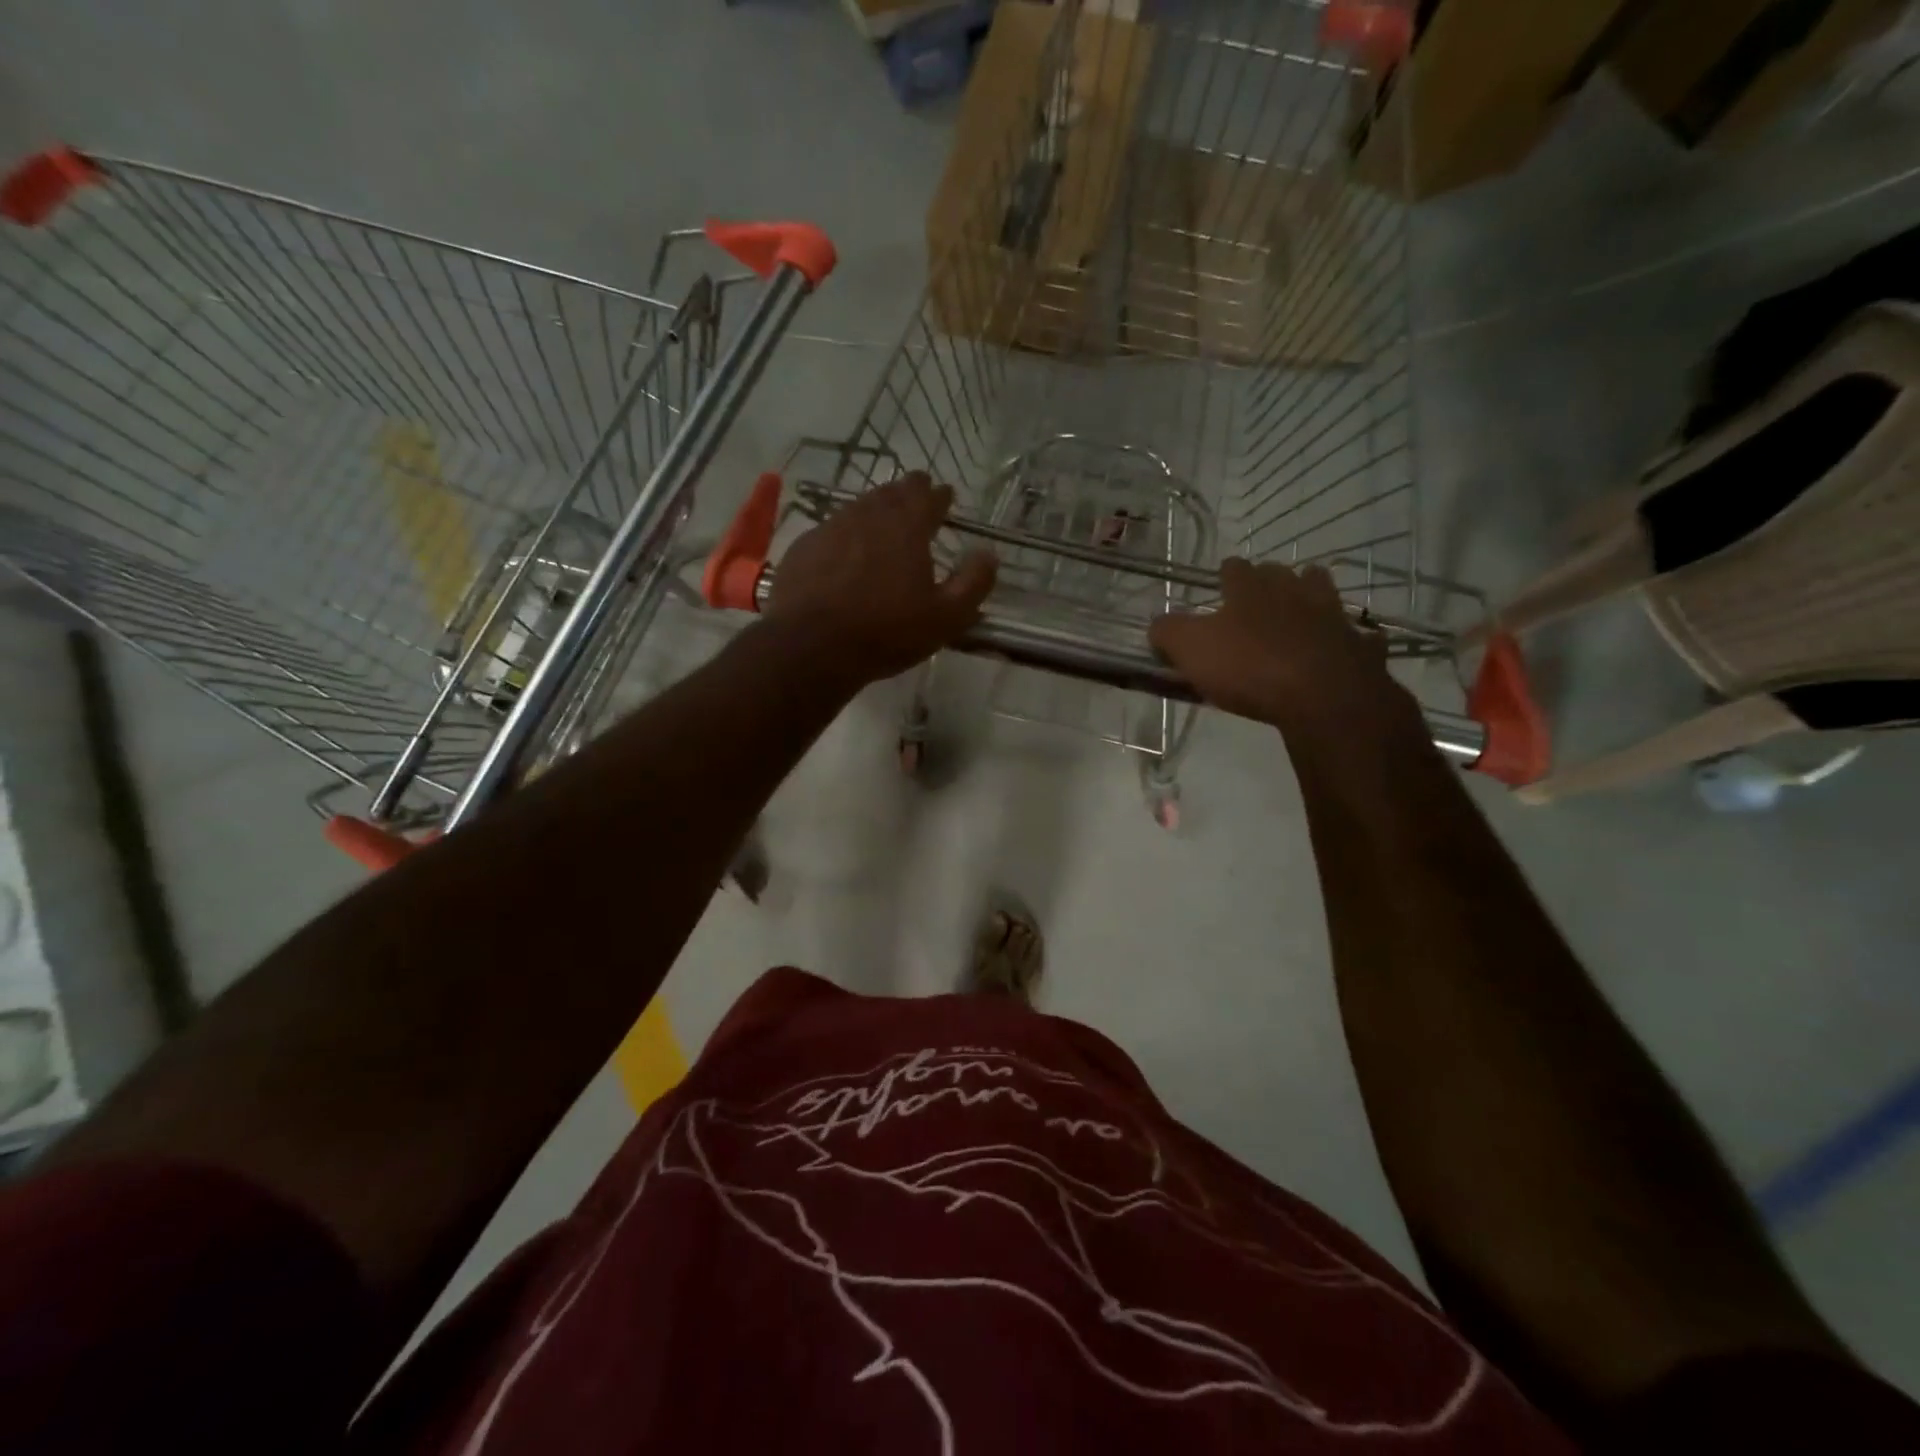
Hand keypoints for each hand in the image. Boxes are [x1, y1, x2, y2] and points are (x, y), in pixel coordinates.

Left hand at [765, 473, 996, 685]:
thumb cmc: (886, 632)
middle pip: (891, 492)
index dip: (939, 495)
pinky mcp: (804, 547)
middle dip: (907, 494)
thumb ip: (973, 582)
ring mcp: (831, 527)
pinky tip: (845, 552)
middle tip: (916, 501)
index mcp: (907, 526)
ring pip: (859, 507)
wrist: (810, 646)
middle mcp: (868, 515)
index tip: (945, 497)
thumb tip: (988, 554)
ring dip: (875, 510)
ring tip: (883, 524)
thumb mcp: (946, 617)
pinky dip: (846, 534)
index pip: (928, 496)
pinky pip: (832, 530)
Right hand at [1148, 558, 1414, 739]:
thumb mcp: (1190, 650)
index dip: (1225, 577)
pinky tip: (1338, 653)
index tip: (1218, 590)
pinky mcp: (1361, 645)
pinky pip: (1356, 636)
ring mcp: (1333, 615)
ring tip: (1298, 618)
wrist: (1324, 696)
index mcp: (1250, 588)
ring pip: (1323, 592)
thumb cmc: (1249, 667)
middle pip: (1282, 573)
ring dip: (1311, 598)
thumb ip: (1168, 632)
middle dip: (1270, 582)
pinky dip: (1346, 641)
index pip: (1234, 568)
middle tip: (1256, 604)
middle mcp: (1294, 590)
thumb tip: (1159, 624)